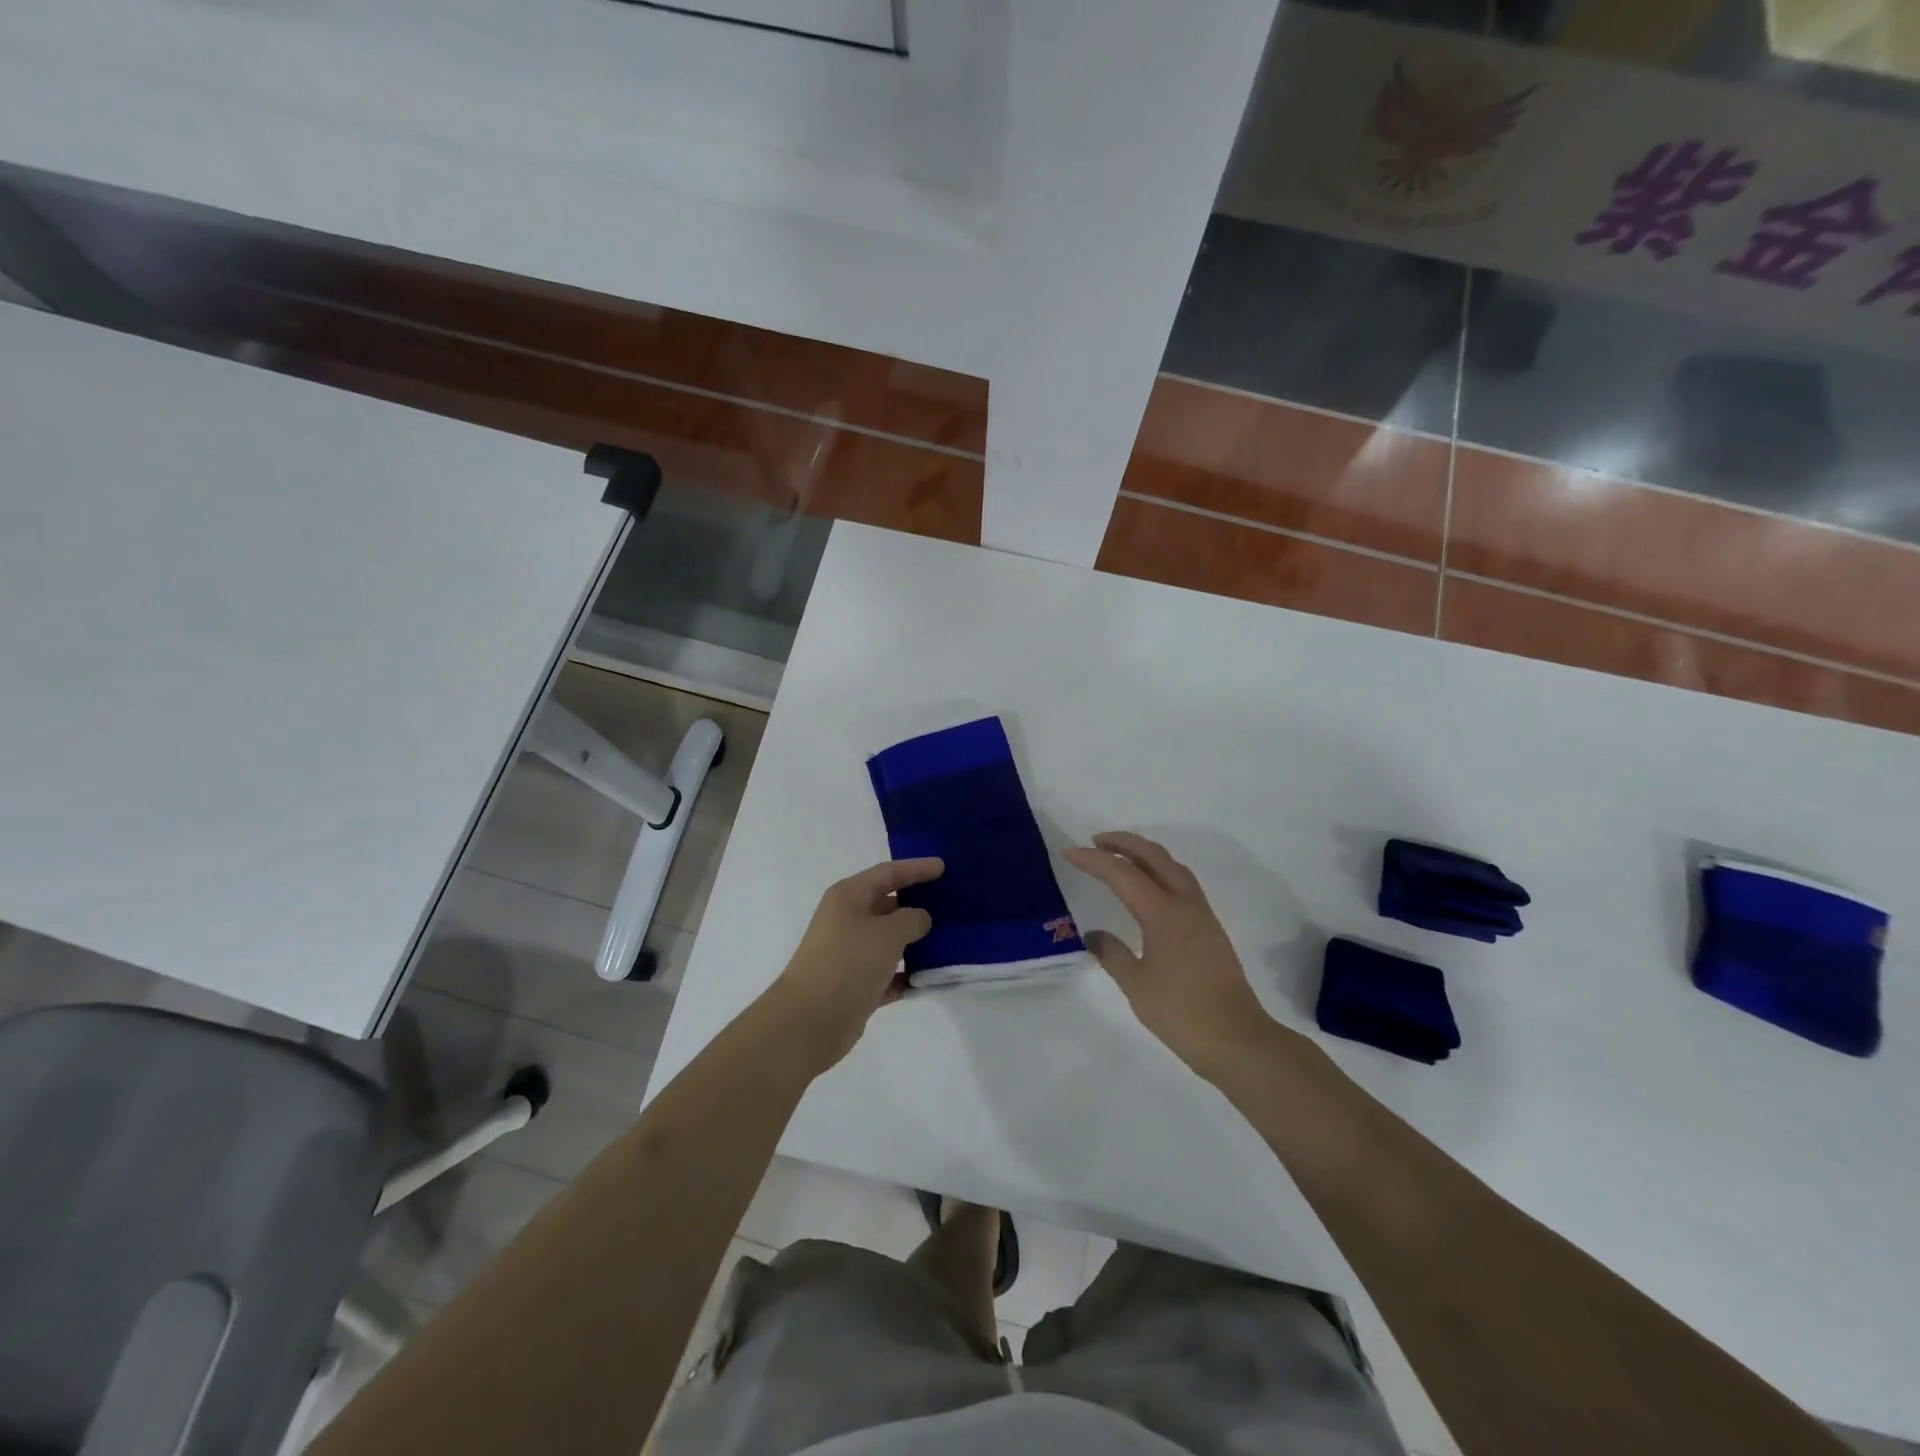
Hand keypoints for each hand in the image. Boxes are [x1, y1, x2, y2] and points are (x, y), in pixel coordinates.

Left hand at [769, 858, 943, 1069]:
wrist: (811, 1020)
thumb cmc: (849, 962)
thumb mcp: (888, 933)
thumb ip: (912, 919)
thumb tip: (920, 918)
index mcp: (849, 897)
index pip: (888, 873)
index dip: (916, 868)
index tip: (943, 866)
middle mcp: (847, 920)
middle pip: (888, 904)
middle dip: (917, 903)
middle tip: (950, 903)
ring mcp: (850, 953)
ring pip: (889, 940)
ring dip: (915, 941)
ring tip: (949, 939)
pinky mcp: (855, 984)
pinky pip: (888, 973)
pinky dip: (907, 974)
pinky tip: (931, 978)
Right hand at [1063, 832, 1275, 1077]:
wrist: (1238, 1041)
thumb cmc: (1182, 1014)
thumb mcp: (1136, 985)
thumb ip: (1112, 954)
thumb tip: (1094, 935)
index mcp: (1163, 913)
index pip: (1122, 873)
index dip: (1093, 860)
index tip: (1068, 853)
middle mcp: (1185, 904)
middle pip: (1153, 856)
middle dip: (1123, 843)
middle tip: (1095, 841)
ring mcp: (1202, 914)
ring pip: (1172, 866)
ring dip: (1144, 854)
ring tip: (1120, 857)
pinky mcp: (1210, 928)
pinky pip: (1182, 882)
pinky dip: (1160, 871)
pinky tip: (1148, 887)